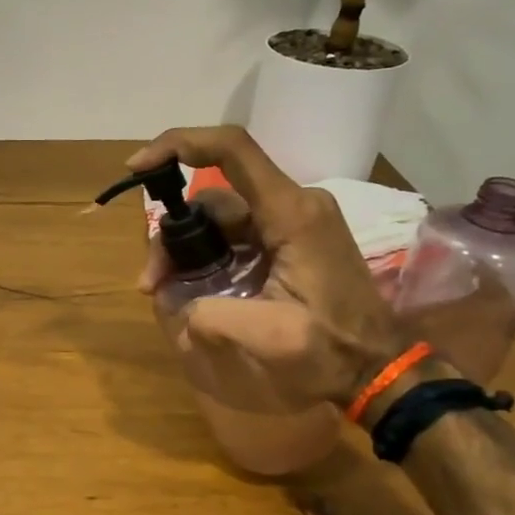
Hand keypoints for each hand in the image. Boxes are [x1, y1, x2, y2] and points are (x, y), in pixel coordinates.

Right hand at [128, 126, 411, 406]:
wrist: (377, 369)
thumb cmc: (331, 350)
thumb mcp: (269, 338)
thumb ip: (212, 317)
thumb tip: (181, 308)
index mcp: (292, 214)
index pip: (232, 150)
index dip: (178, 145)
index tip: (138, 168)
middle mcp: (293, 206)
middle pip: (213, 199)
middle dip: (172, 236)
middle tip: (150, 285)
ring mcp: (292, 223)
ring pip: (219, 220)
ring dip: (184, 251)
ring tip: (163, 294)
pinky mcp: (289, 242)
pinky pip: (234, 236)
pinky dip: (205, 258)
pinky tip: (190, 292)